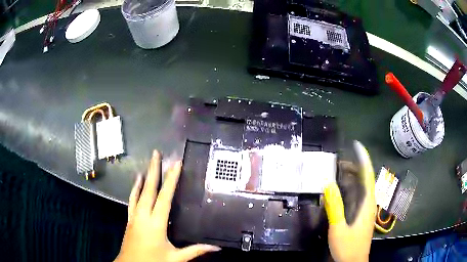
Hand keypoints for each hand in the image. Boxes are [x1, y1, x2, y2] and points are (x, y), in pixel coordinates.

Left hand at [115, 150, 220, 261]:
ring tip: (148, 164)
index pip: (165, 197)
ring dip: (144, 177)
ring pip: (139, 192)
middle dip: (154, 170)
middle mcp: (143, 215)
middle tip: (157, 153)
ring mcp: (134, 216)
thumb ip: (195, 251)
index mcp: (156, 223)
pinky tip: (136, 183)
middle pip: (149, 189)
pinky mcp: (129, 219)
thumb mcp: (175, 258)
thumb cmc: (152, 261)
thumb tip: (215, 247)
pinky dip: (134, 189)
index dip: (171, 180)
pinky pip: (132, 200)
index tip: (176, 164)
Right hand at [324, 141, 375, 261]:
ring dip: (354, 177)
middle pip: (366, 180)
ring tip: (340, 171)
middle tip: (340, 161)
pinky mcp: (363, 215)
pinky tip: (344, 189)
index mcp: (367, 204)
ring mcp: (367, 210)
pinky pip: (360, 196)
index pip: (368, 176)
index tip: (357, 146)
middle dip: (356, 167)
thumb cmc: (348, 246)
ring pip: (363, 187)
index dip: (363, 160)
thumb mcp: (338, 228)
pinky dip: (353, 188)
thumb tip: (328, 185)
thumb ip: (335, 207)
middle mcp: (370, 203)